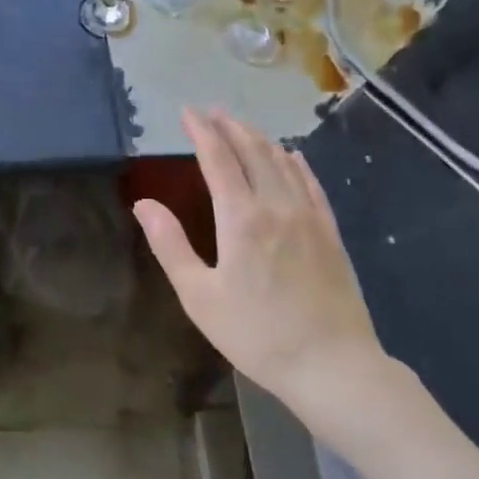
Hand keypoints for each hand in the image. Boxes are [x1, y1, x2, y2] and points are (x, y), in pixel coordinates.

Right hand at [133, 109, 394, 423]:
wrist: (334, 367)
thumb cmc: (258, 334)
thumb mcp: (200, 297)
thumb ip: (170, 246)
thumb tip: (143, 204)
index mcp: (241, 218)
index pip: (217, 159)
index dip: (201, 131)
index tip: (187, 112)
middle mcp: (276, 206)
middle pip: (252, 151)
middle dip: (230, 127)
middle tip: (212, 111)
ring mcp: (309, 217)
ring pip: (283, 162)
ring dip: (259, 139)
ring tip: (242, 127)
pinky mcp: (331, 233)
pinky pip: (312, 184)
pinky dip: (297, 163)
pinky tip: (293, 155)